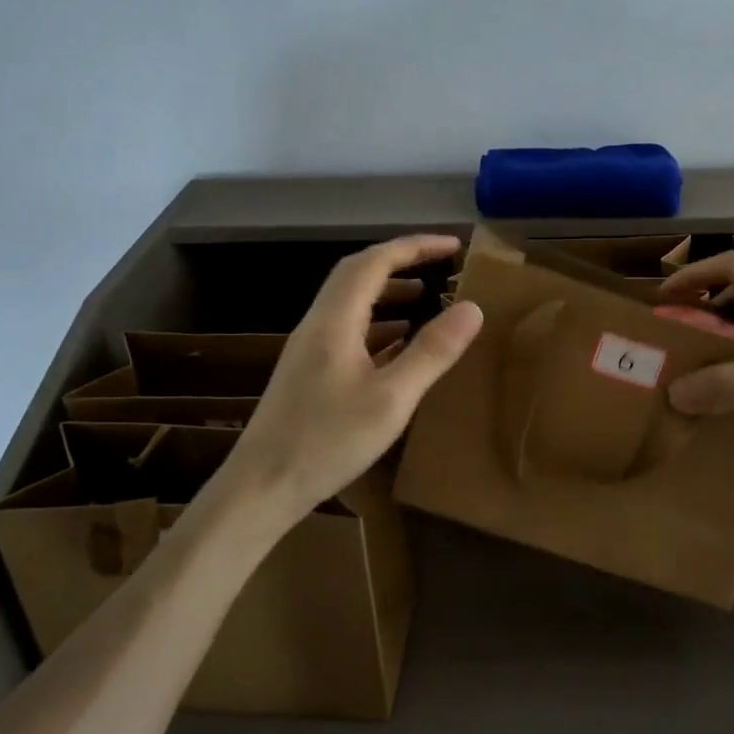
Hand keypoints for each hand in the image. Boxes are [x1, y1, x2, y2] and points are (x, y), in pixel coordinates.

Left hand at [221, 235, 482, 513]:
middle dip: (400, 261)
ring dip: (388, 292)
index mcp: (335, 321)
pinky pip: (348, 331)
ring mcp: (309, 349)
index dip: (415, 246)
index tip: (453, 246)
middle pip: (357, 274)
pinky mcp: (309, 373)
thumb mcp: (392, 399)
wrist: (261, 488)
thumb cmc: (327, 442)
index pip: (375, 262)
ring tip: (425, 298)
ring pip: (351, 303)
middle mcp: (318, 324)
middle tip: (440, 264)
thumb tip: (472, 308)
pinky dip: (378, 325)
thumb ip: (432, 352)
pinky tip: (398, 345)